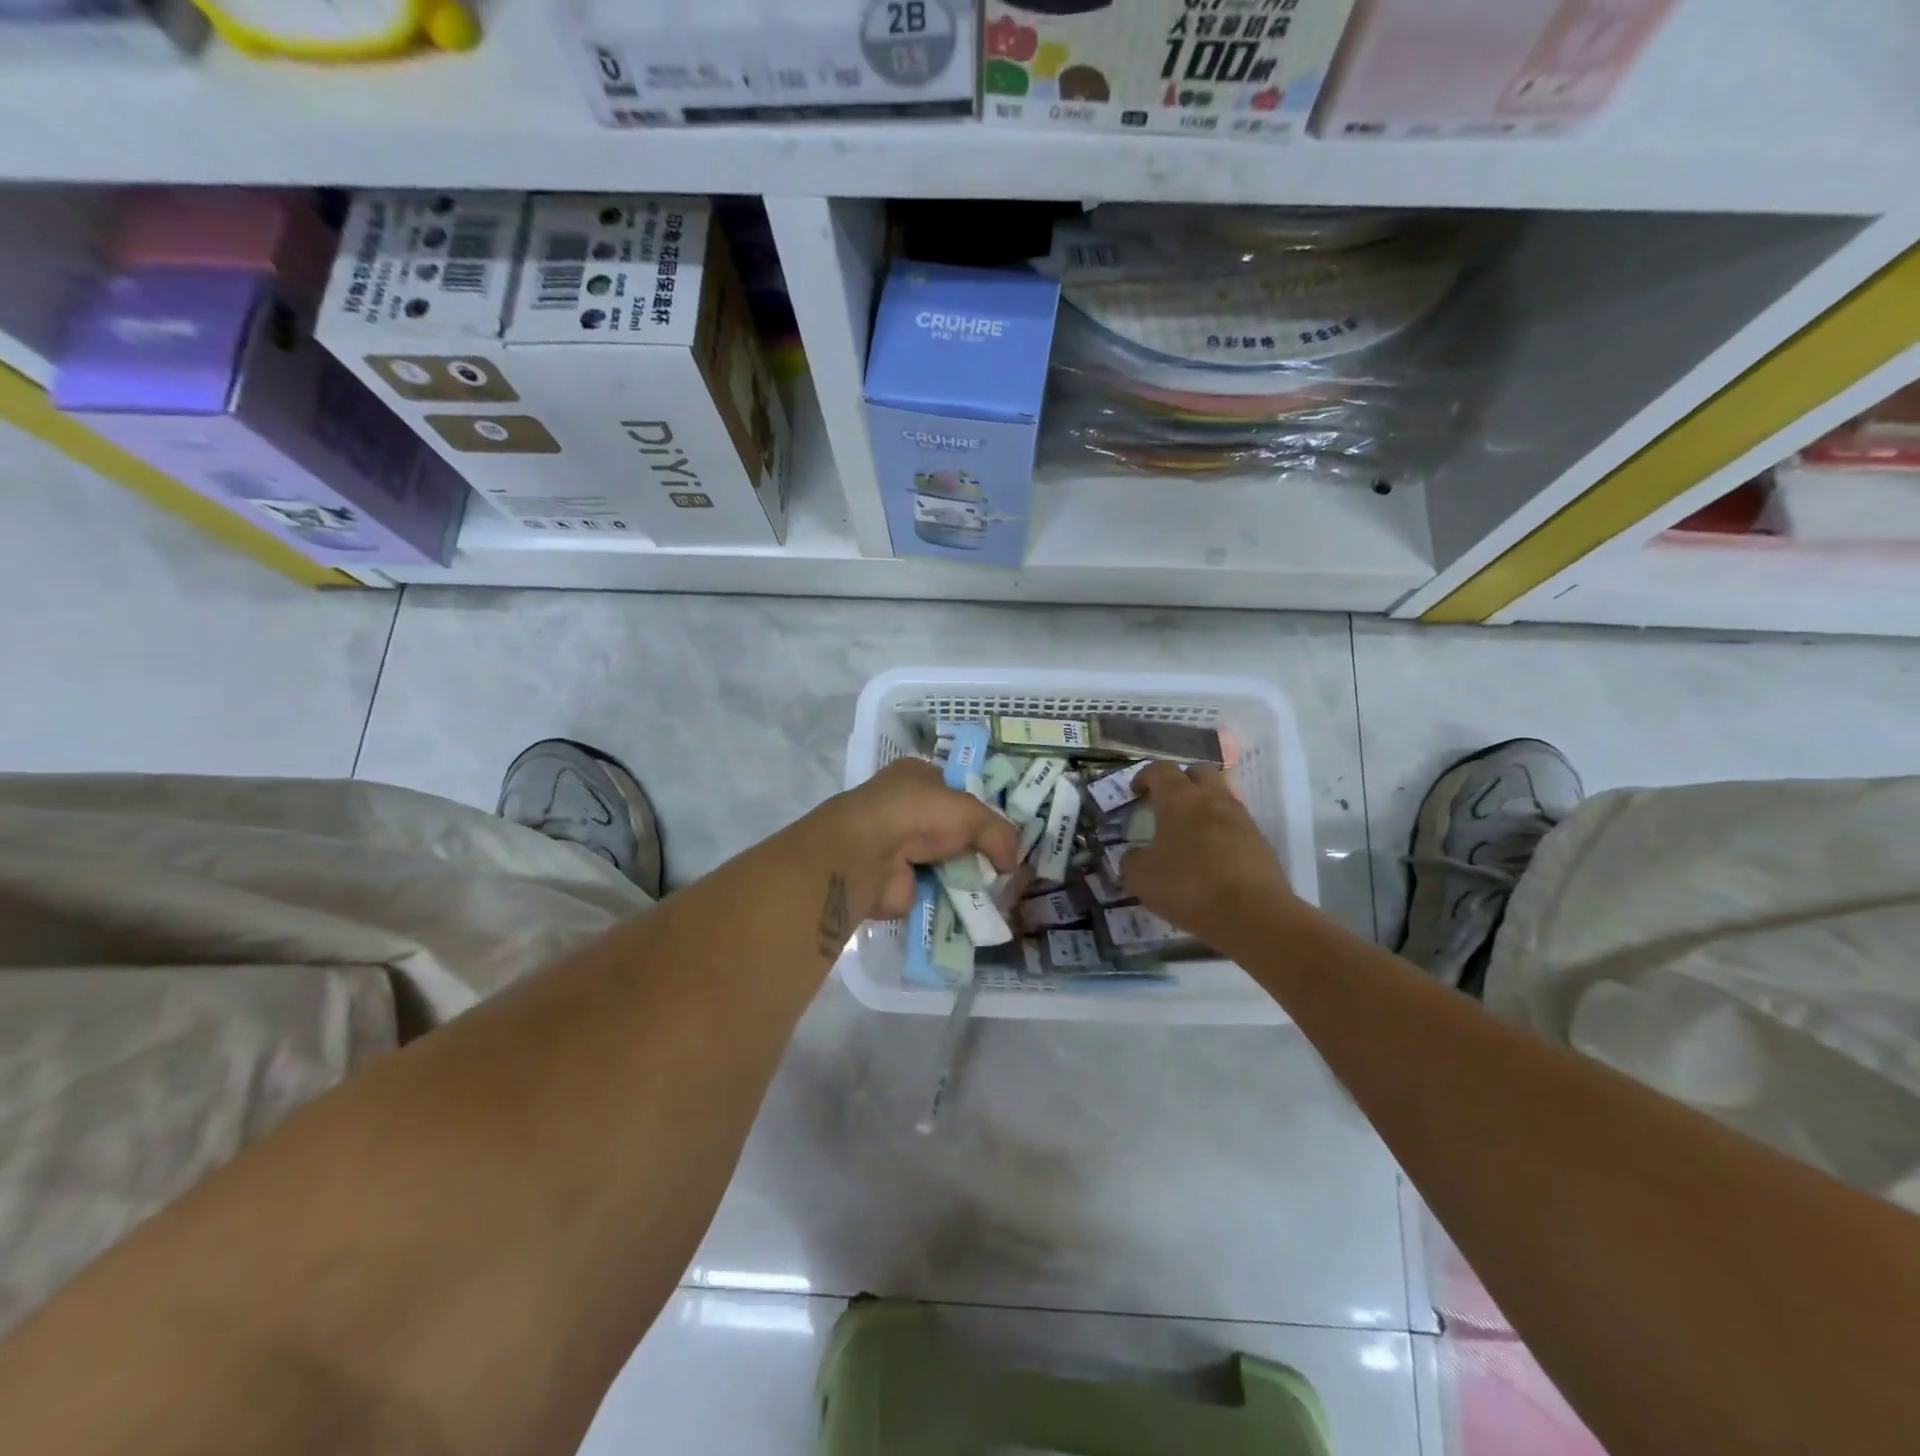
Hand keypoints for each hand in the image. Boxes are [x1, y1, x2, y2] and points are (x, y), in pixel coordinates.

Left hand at [816, 758, 1019, 922]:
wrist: (870, 855)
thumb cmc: (919, 814)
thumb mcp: (973, 813)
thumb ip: (1000, 834)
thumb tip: (1014, 864)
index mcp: (917, 776)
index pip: (956, 789)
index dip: (981, 808)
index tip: (1006, 831)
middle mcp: (905, 807)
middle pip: (952, 827)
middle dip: (977, 845)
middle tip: (1008, 865)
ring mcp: (899, 845)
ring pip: (945, 859)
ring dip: (967, 873)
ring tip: (1001, 889)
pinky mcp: (898, 881)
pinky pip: (936, 889)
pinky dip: (954, 897)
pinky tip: (979, 906)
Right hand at [1122, 763, 1291, 936]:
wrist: (1253, 915)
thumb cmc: (1188, 886)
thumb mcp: (1141, 878)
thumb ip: (1131, 861)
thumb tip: (1135, 857)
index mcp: (1179, 799)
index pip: (1160, 770)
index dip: (1145, 776)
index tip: (1136, 793)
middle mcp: (1213, 799)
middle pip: (1198, 771)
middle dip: (1181, 780)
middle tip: (1167, 803)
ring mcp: (1241, 818)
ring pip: (1221, 796)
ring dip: (1204, 805)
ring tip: (1189, 832)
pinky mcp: (1260, 842)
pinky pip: (1235, 825)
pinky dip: (1221, 831)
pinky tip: (1211, 857)